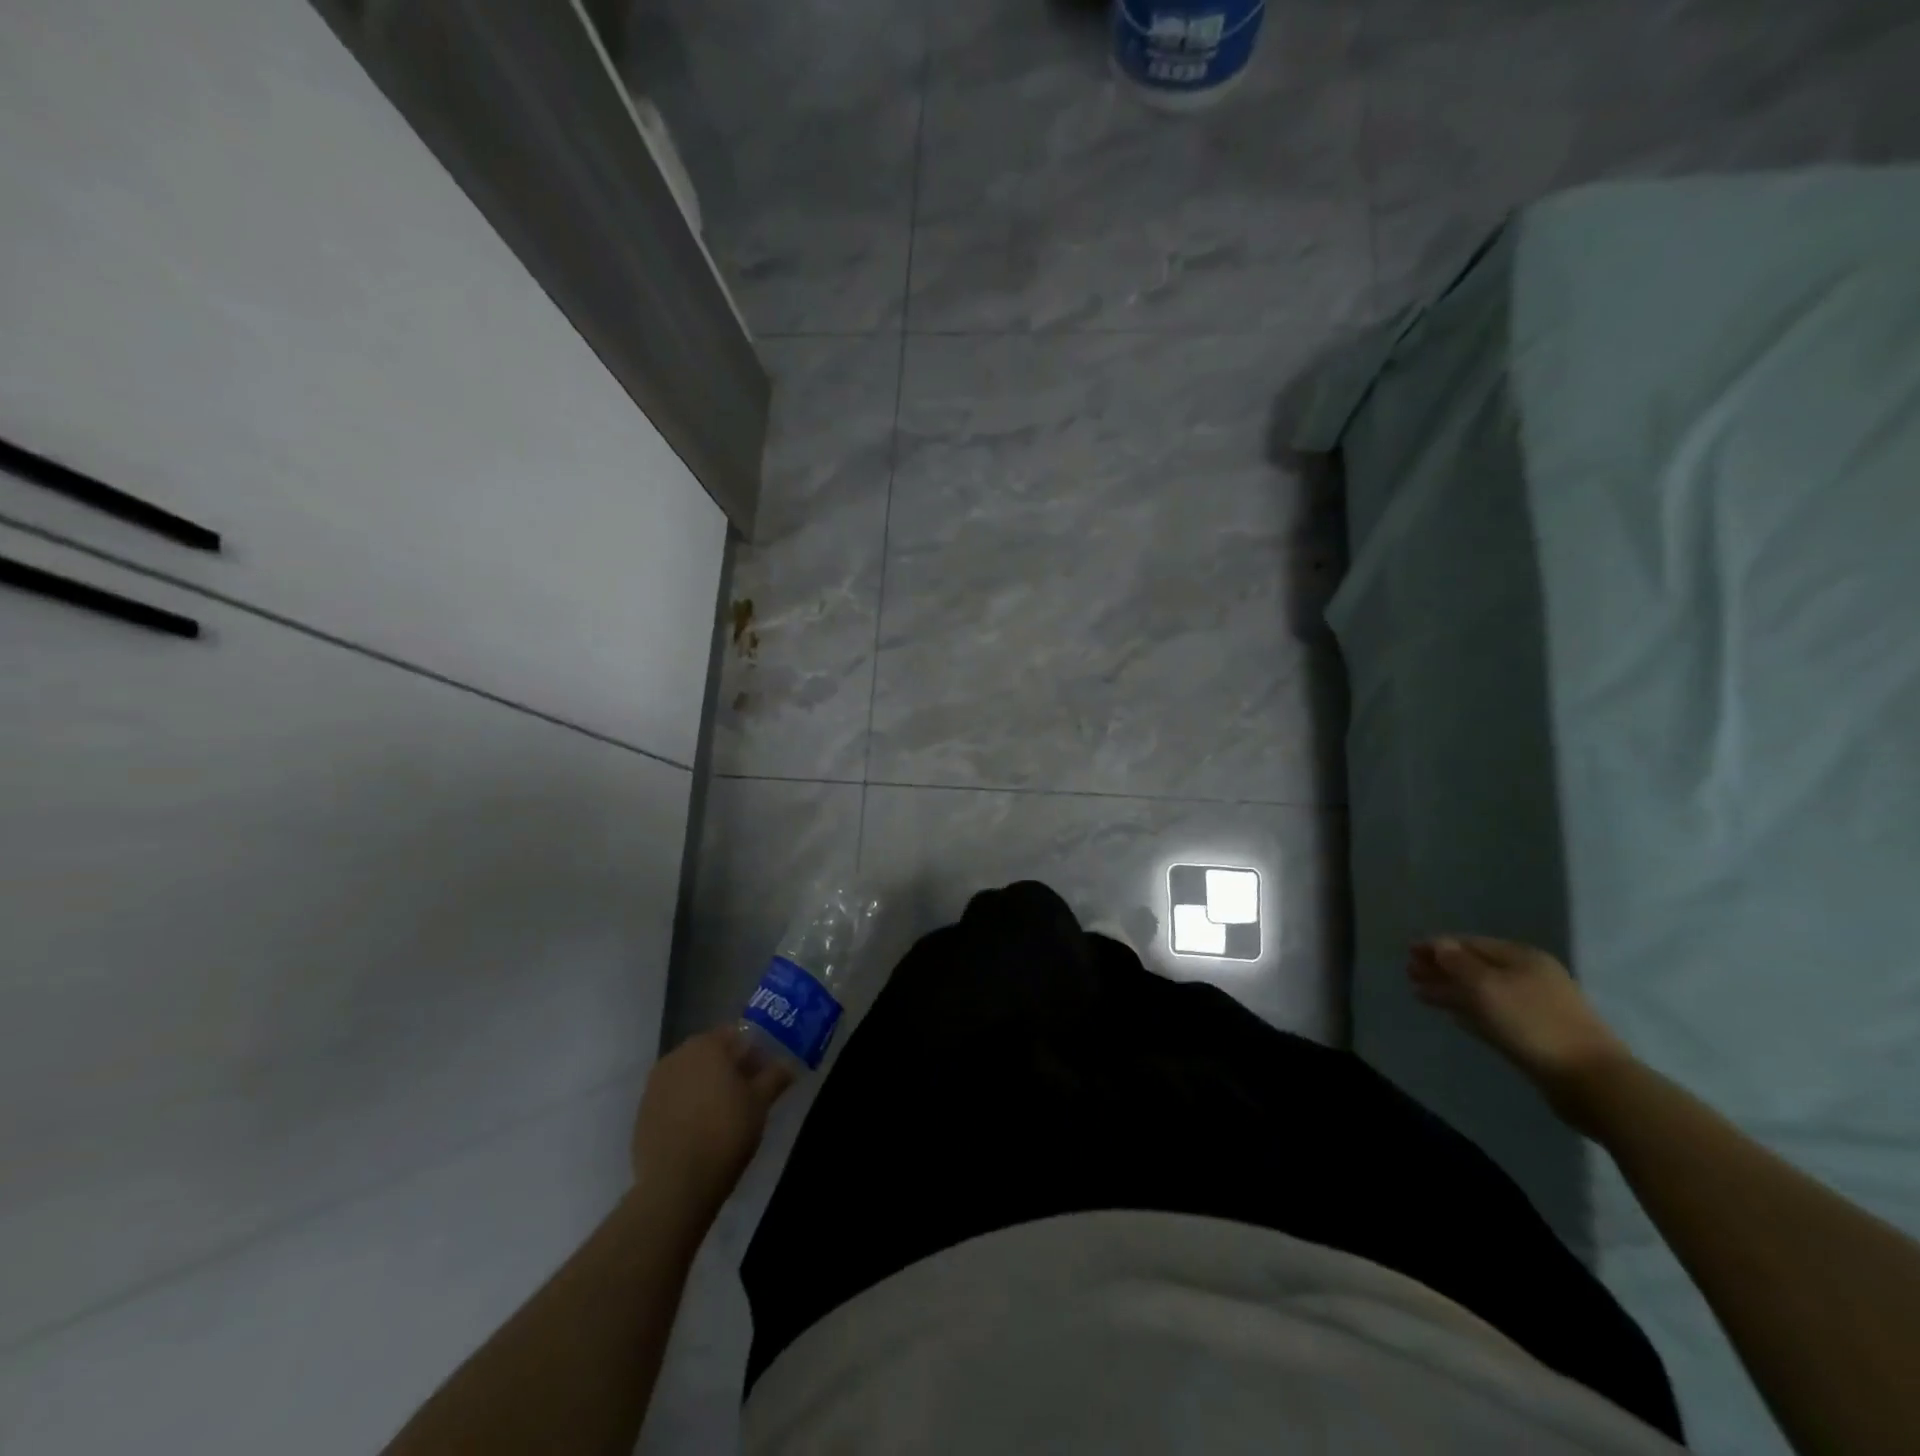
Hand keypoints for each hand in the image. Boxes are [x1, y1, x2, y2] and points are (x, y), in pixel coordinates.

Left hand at [630, 1026, 791, 1226]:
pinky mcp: (642, 1111)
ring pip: (690, 1074)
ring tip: (722, 1112)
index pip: (736, 1033)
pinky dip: (686, 1104)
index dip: (753, 1050)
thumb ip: (775, 1076)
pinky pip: (672, 1097)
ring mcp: (655, 1084)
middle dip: (729, 1066)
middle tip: (747, 1092)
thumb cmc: (725, 1132)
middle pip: (710, 1052)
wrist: (676, 1185)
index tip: (764, 1072)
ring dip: (706, 1084)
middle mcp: (677, 1055)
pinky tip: (698, 1128)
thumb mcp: (760, 1102)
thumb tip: (788, 1064)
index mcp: (706, 1045)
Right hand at [1408, 936, 1630, 1107]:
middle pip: (1475, 967)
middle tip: (1409, 973)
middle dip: (1442, 968)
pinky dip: (1470, 1011)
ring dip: (1451, 990)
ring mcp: (1534, 1007)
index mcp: (1521, 958)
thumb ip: (1459, 963)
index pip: (1470, 943)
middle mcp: (1529, 976)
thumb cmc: (1532, 1023)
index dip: (1437, 946)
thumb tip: (1439, 945)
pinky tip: (1454, 1016)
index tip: (1408, 951)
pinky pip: (1493, 1014)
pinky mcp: (1535, 1034)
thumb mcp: (1487, 986)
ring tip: (1420, 994)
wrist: (1590, 1080)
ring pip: (1482, 992)